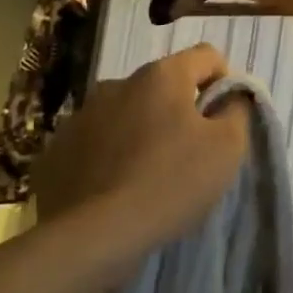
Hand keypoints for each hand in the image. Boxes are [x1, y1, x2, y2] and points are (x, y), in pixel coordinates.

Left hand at [33, 44, 250, 255]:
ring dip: (142, 131)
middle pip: (163, 86)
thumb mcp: (227, 148)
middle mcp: (117, 83)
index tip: (225, 118)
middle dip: (180, 110)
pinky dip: (110, 156)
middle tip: (190, 154)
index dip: (224, 81)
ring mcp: (81, 115)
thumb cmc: (171, 183)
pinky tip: (116, 188)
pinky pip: (95, 142)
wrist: (93, 236)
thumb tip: (231, 96)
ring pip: (126, 113)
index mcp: (161, 75)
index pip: (206, 56)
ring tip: (149, 175)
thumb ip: (236, 111)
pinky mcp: (56, 149)